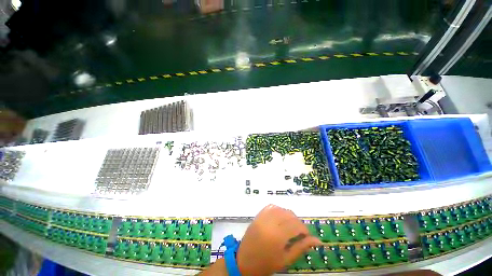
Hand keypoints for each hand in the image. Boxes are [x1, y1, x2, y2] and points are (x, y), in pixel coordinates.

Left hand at [237, 204, 320, 275]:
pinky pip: (271, 207)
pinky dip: (278, 210)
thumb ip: (301, 247)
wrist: (244, 261)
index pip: (296, 225)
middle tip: (299, 232)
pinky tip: (280, 217)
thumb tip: (318, 240)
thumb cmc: (266, 264)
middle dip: (298, 222)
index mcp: (277, 236)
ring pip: (281, 209)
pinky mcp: (258, 215)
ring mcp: (262, 217)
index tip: (307, 236)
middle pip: (289, 215)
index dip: (305, 229)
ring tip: (290, 225)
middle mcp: (270, 222)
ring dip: (288, 215)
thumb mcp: (286, 259)